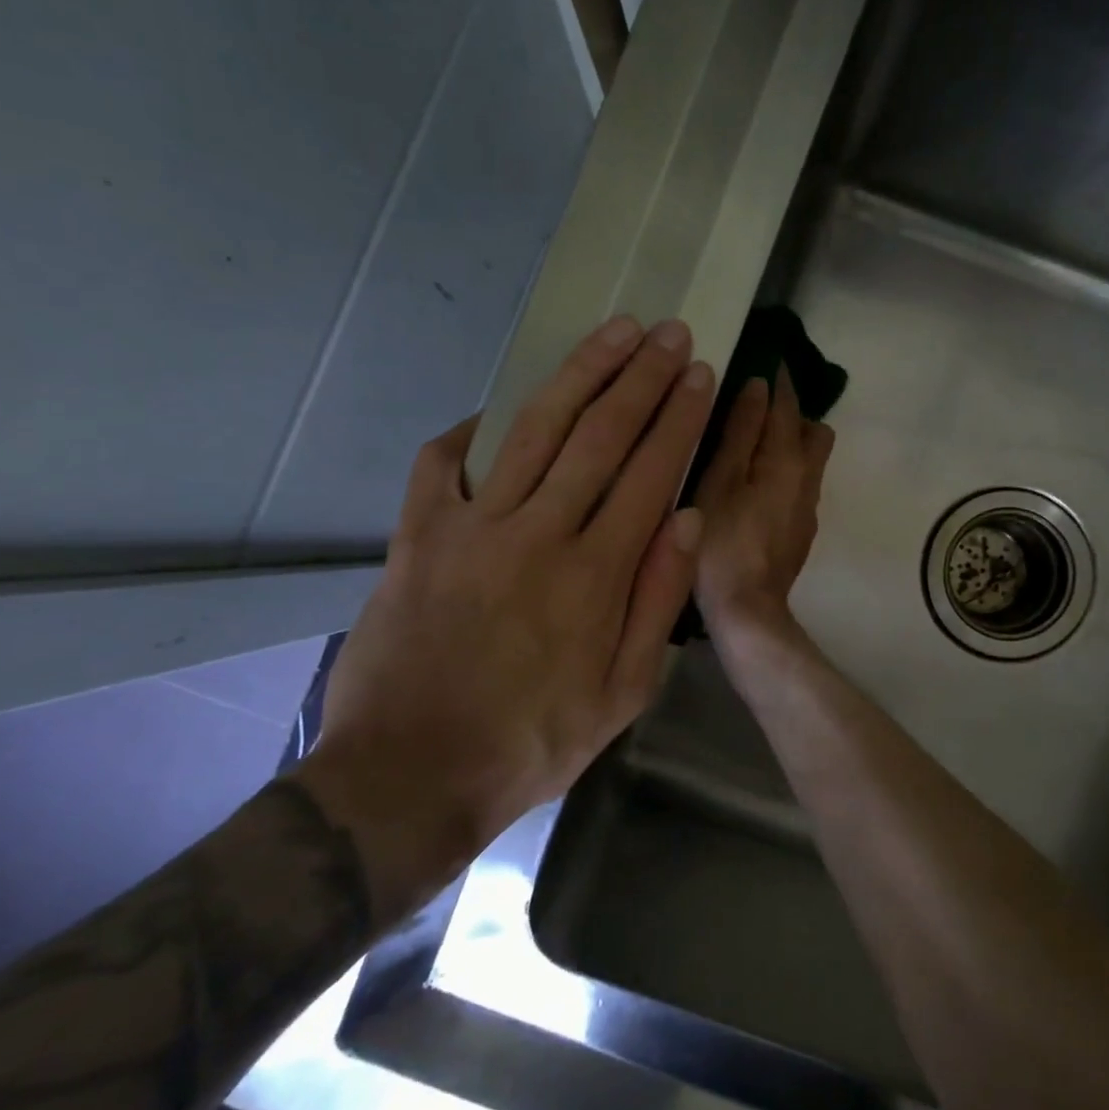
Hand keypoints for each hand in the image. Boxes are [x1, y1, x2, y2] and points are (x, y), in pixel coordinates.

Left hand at [298, 317, 714, 921]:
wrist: (410, 777)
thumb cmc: (531, 744)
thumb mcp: (622, 696)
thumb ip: (658, 603)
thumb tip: (688, 521)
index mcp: (595, 575)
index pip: (649, 473)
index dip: (677, 418)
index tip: (698, 374)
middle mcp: (538, 535)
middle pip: (598, 436)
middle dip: (640, 377)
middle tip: (668, 332)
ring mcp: (472, 529)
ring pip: (534, 431)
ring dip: (578, 375)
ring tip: (612, 333)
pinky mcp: (417, 537)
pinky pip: (442, 465)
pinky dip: (470, 431)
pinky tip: (494, 410)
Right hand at [693, 367, 835, 635]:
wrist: (747, 611)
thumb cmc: (720, 543)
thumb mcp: (720, 481)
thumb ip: (740, 433)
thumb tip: (760, 388)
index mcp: (786, 460)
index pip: (788, 406)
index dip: (780, 381)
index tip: (769, 359)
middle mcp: (808, 479)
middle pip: (814, 432)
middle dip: (793, 413)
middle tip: (758, 409)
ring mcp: (807, 508)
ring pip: (811, 461)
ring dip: (790, 443)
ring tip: (752, 446)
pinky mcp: (801, 531)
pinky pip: (801, 485)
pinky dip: (785, 471)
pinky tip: (754, 486)